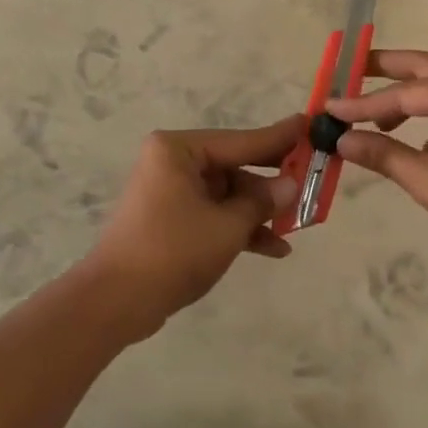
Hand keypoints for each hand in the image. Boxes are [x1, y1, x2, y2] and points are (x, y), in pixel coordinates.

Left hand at [83, 116, 304, 338]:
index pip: (241, 140)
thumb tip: (290, 184)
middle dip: (271, 182)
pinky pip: (213, 213)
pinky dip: (238, 227)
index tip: (310, 124)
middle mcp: (173, 162)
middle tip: (312, 177)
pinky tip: (274, 248)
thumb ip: (262, 202)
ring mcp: (170, 191)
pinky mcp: (170, 219)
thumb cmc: (172, 252)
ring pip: (227, 193)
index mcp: (179, 149)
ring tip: (297, 225)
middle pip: (234, 166)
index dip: (279, 138)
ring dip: (258, 211)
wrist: (115, 302)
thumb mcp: (227, 227)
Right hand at [325, 51, 427, 259]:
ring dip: (409, 97)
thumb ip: (384, 155)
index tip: (330, 109)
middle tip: (351, 68)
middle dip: (386, 68)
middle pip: (424, 68)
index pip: (402, 94)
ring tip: (377, 117)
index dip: (362, 103)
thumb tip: (343, 140)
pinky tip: (421, 149)